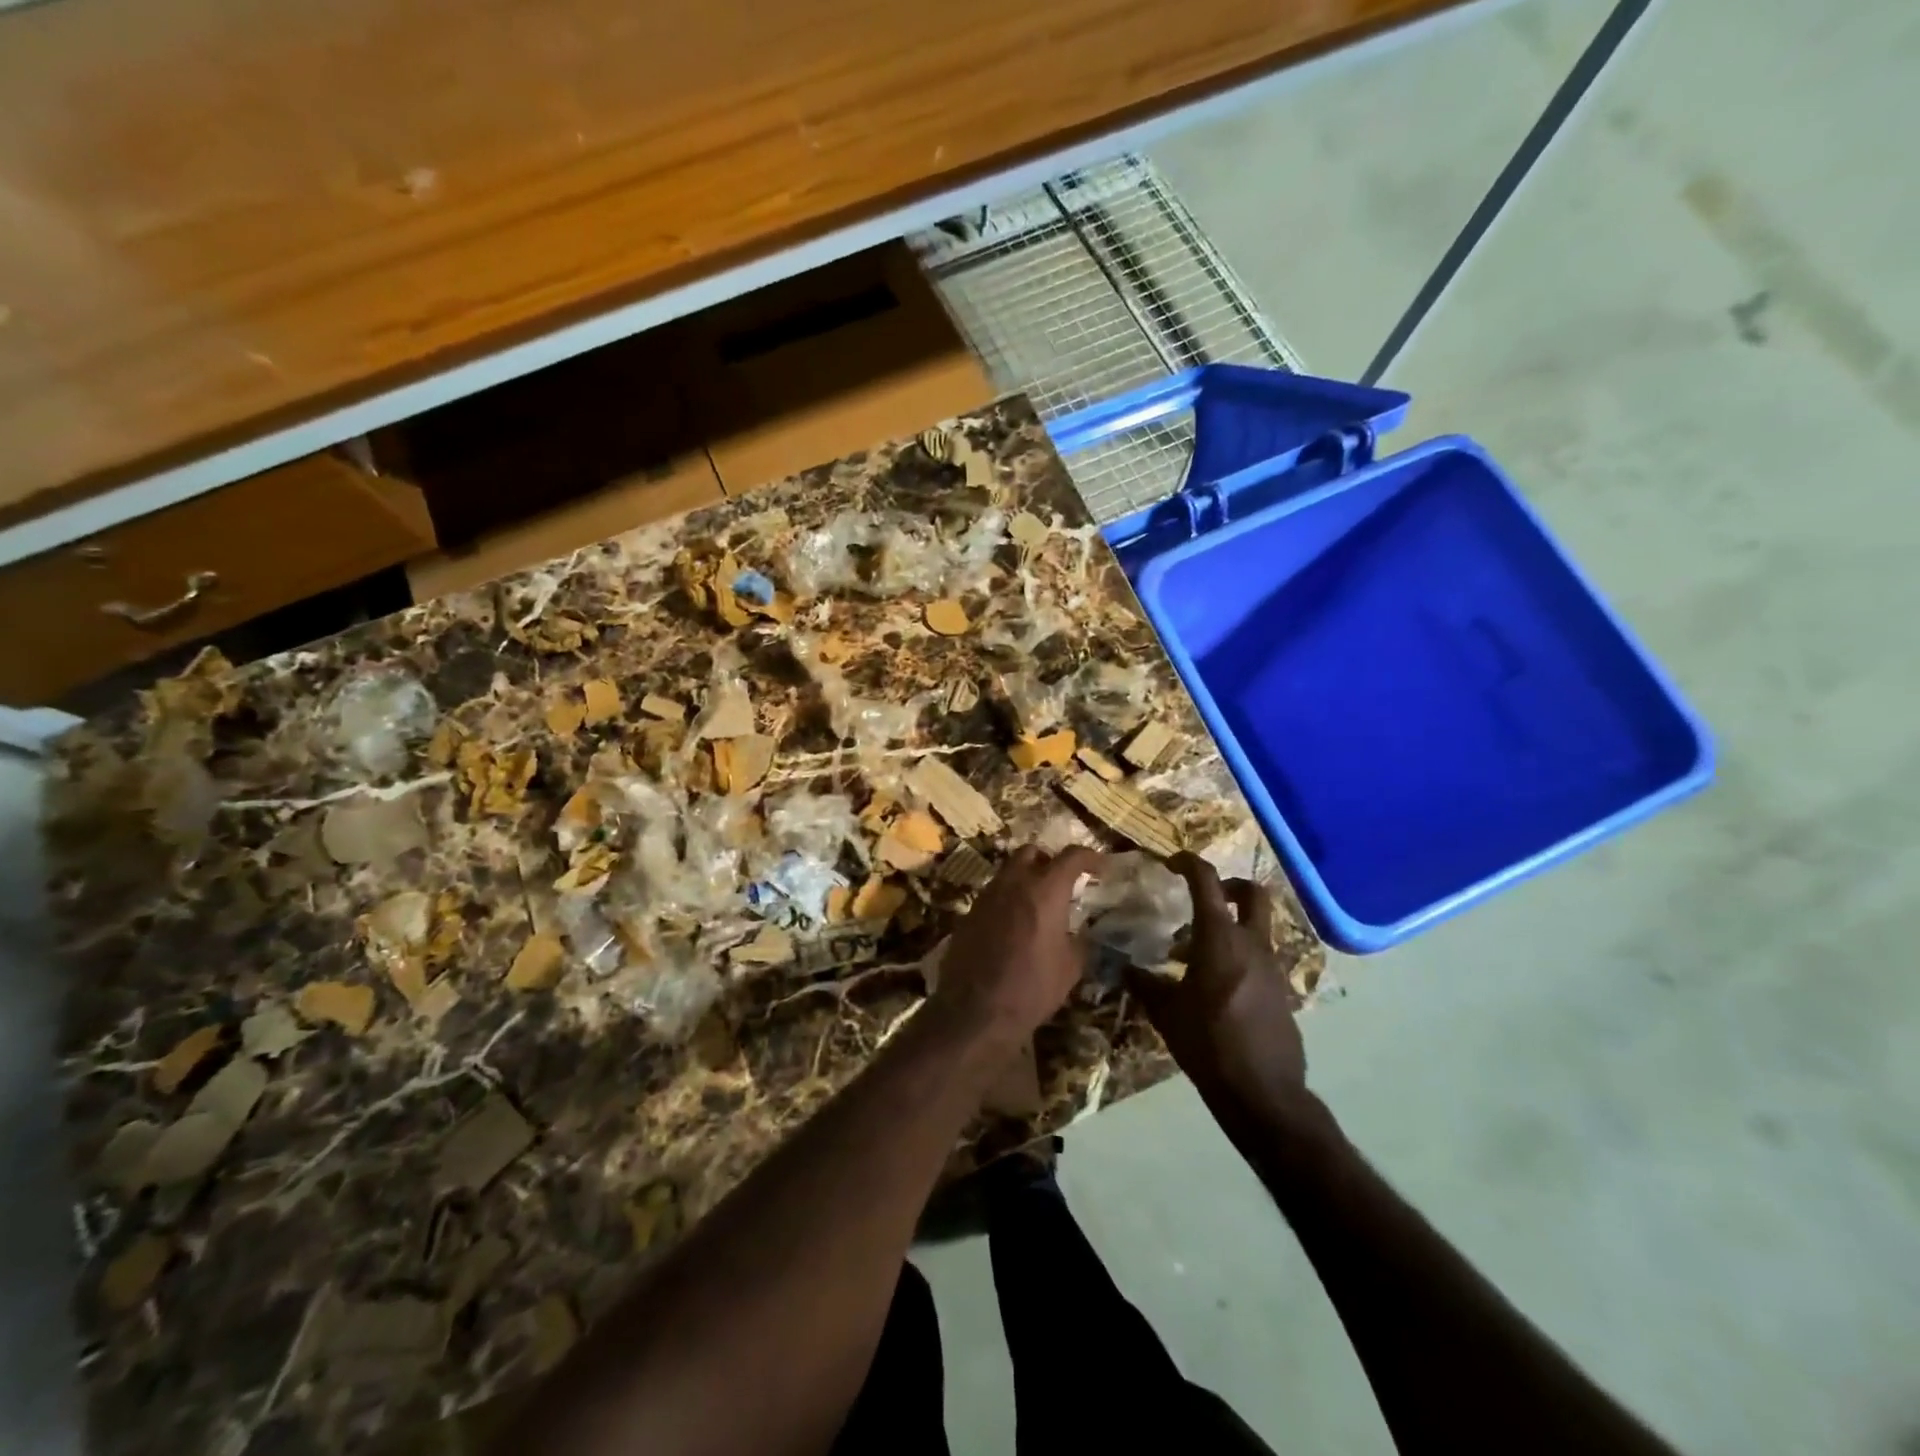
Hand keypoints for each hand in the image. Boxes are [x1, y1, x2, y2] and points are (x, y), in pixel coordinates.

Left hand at [930, 845, 1105, 1042]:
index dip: (1089, 857)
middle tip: (1062, 881)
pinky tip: (1015, 924)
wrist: (976, 1010)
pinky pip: (993, 894)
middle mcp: (1013, 883)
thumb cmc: (1033, 988)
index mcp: (1045, 890)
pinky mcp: (969, 912)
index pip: (1071, 856)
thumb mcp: (1071, 967)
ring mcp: (987, 895)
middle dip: (1049, 860)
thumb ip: (1079, 939)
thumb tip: (1082, 930)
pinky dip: (1008, 899)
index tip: (1099, 866)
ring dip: (1026, 878)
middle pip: (1031, 852)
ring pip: (1008, 871)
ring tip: (1038, 904)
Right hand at [1130, 853, 1308, 1117]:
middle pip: (1253, 894)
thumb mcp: (1166, 1013)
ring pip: (1256, 927)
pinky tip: (1215, 983)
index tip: (1172, 862)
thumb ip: (1145, 985)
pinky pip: (1259, 957)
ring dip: (1231, 926)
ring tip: (1197, 951)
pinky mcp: (1281, 990)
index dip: (1189, 863)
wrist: (1263, 1092)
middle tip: (1205, 896)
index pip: (1206, 882)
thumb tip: (1126, 968)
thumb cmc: (1208, 1044)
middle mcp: (1251, 944)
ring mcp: (1272, 967)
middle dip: (1230, 885)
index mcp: (1219, 939)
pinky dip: (1239, 955)